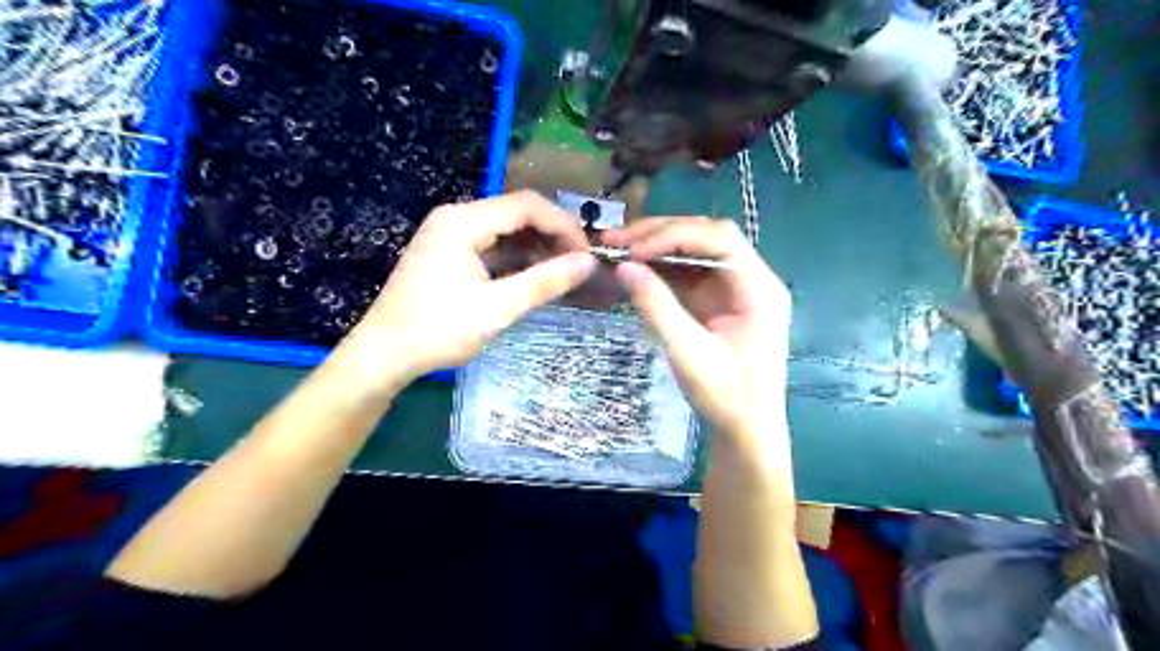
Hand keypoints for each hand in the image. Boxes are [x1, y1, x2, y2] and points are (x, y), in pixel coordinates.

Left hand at [340, 190, 598, 387]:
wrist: (383, 354)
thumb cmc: (438, 330)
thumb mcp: (498, 308)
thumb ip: (545, 281)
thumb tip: (588, 263)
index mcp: (463, 221)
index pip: (527, 206)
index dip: (563, 225)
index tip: (588, 253)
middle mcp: (455, 217)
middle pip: (516, 213)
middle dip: (551, 235)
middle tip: (578, 264)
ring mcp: (448, 234)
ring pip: (504, 229)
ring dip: (535, 247)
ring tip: (561, 272)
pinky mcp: (447, 252)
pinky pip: (490, 244)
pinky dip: (515, 257)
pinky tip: (532, 276)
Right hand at [602, 216, 792, 449]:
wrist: (746, 432)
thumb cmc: (726, 397)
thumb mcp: (688, 353)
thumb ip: (657, 307)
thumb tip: (624, 267)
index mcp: (759, 289)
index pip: (719, 240)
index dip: (675, 236)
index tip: (634, 249)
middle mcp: (751, 280)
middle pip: (708, 238)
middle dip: (662, 234)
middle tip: (618, 239)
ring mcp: (735, 290)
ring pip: (696, 252)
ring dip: (658, 247)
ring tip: (619, 247)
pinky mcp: (719, 302)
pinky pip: (691, 274)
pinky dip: (662, 268)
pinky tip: (636, 268)